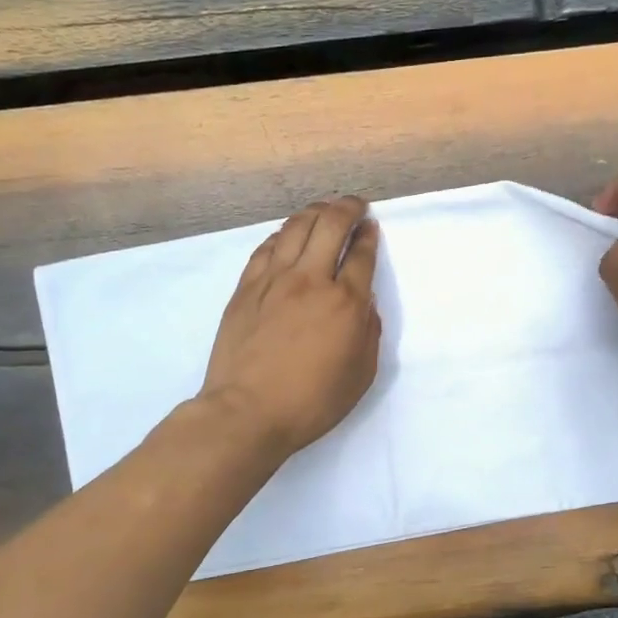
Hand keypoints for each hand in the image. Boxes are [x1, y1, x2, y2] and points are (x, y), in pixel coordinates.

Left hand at [199, 196, 381, 457]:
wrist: (247, 412)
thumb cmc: (311, 403)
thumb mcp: (360, 376)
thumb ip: (368, 333)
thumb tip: (364, 304)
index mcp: (346, 303)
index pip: (362, 254)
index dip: (369, 235)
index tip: (371, 227)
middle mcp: (312, 280)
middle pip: (331, 225)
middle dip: (347, 208)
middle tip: (355, 205)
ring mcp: (274, 280)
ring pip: (296, 227)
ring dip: (315, 211)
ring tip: (324, 209)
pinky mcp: (246, 288)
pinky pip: (266, 247)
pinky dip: (283, 233)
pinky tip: (288, 234)